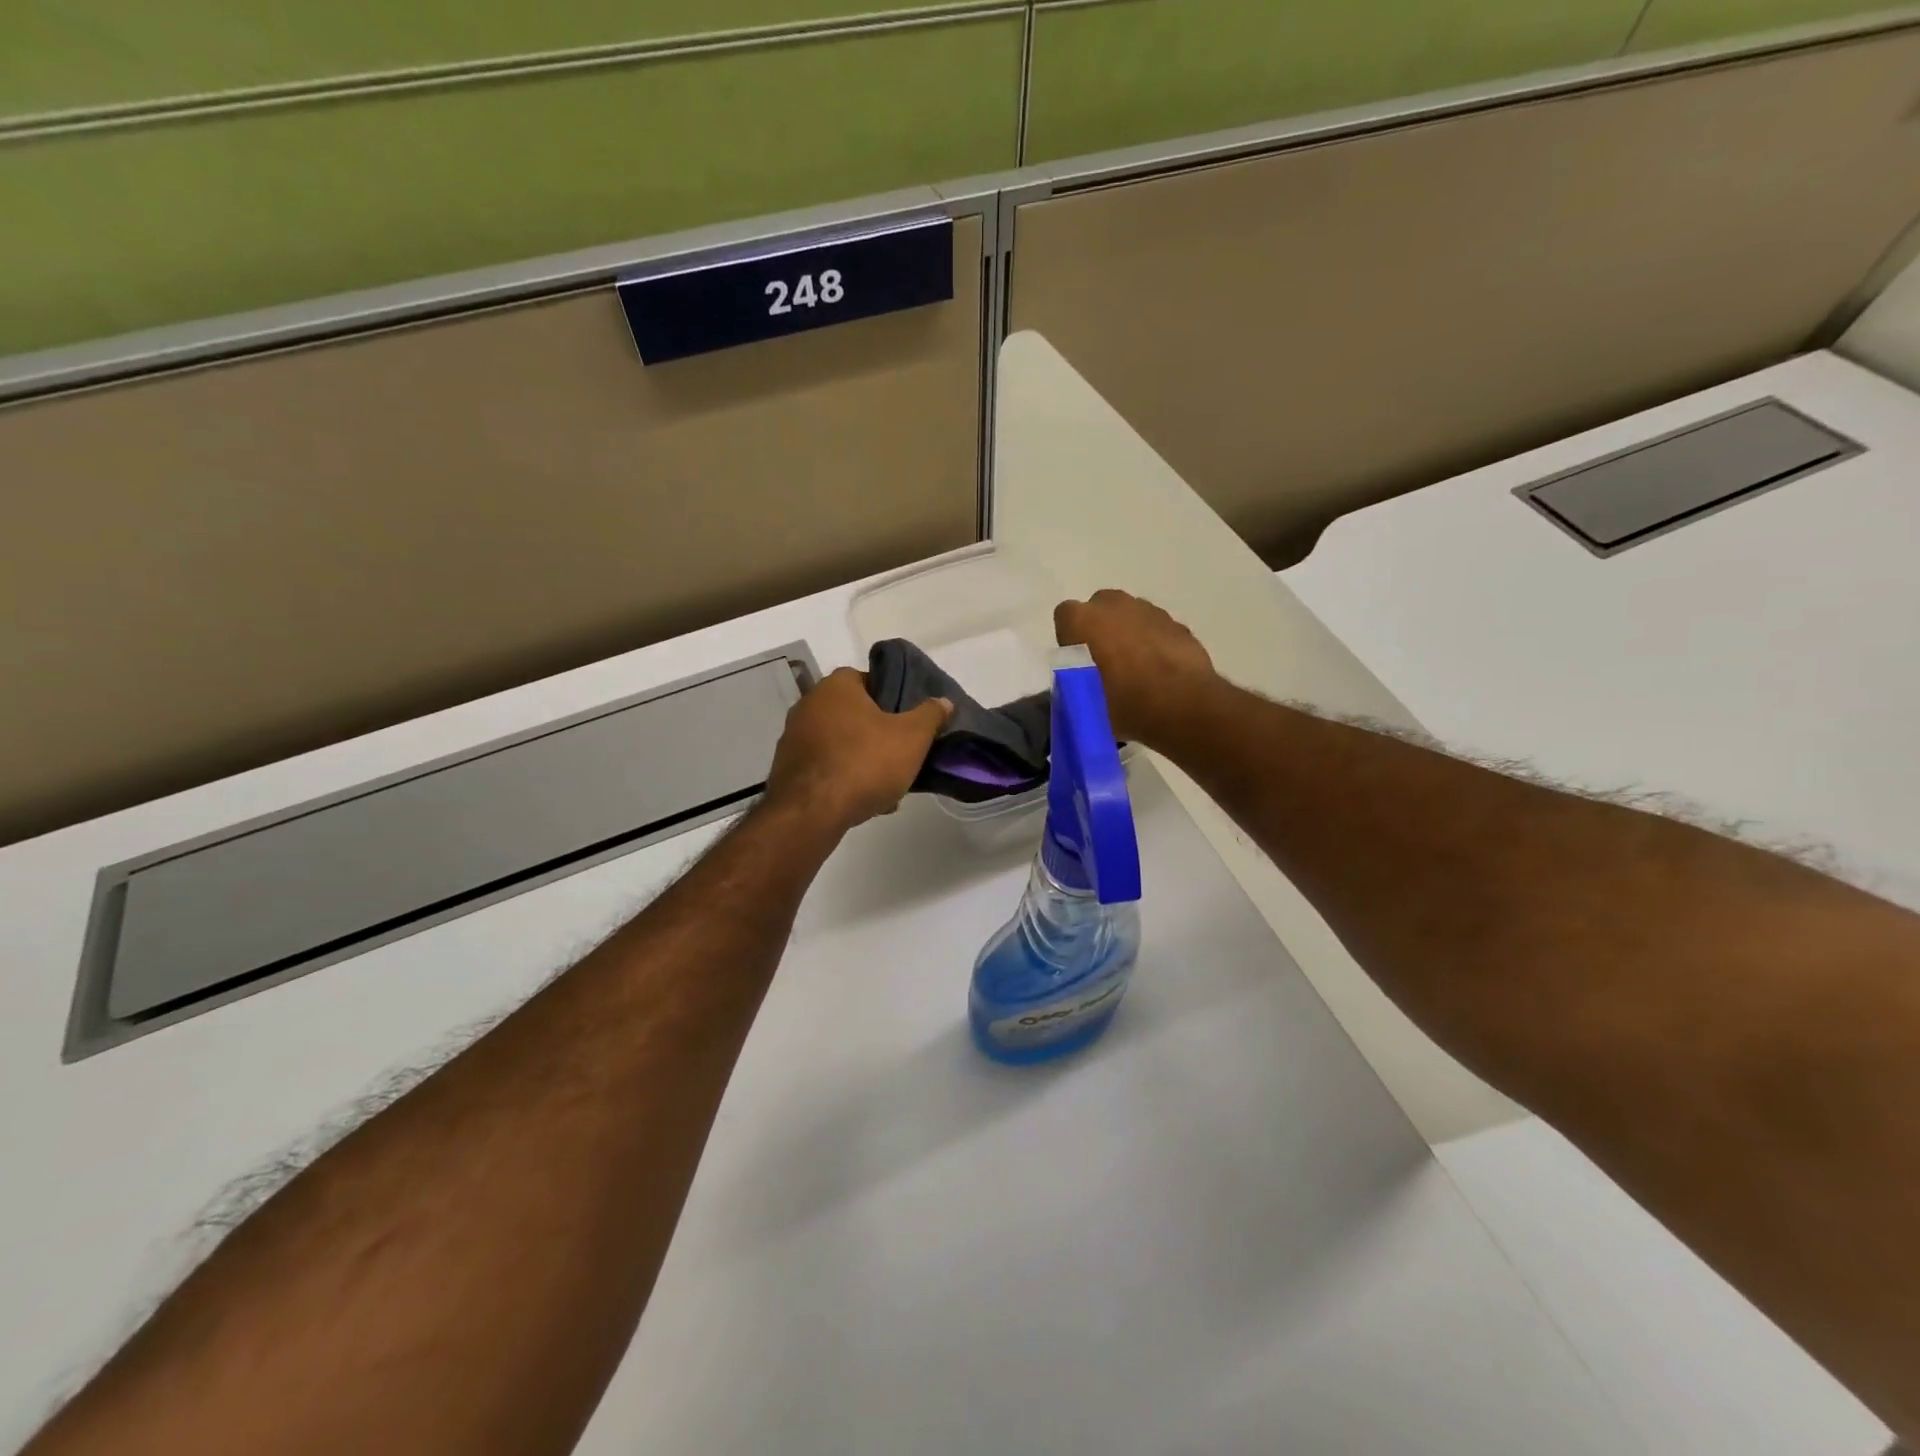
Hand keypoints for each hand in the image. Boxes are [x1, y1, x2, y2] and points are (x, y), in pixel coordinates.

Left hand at [765, 668, 952, 833]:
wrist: (811, 812)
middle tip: (901, 754)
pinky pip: (825, 767)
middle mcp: (808, 704)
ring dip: (862, 759)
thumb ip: (930, 715)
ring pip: (840, 743)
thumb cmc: (865, 763)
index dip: (893, 699)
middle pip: (854, 714)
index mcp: (836, 686)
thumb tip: (944, 701)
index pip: (869, 679)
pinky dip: (843, 778)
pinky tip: (863, 800)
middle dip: (878, 734)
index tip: (908, 722)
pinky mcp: (786, 768)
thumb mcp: (912, 737)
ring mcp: (793, 737)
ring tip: (887, 785)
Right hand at [1054, 590, 1216, 746]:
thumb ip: (1074, 685)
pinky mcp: (1177, 625)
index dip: (1069, 637)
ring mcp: (1150, 611)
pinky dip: (1154, 642)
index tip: (1076, 661)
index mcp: (1084, 621)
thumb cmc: (1124, 705)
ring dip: (1128, 633)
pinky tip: (1159, 670)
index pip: (1065, 616)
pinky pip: (1156, 628)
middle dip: (1099, 628)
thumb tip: (1076, 684)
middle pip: (1099, 608)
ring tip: (1135, 668)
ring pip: (1130, 615)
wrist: (1183, 708)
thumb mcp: (1085, 705)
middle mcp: (1115, 606)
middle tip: (1104, 662)